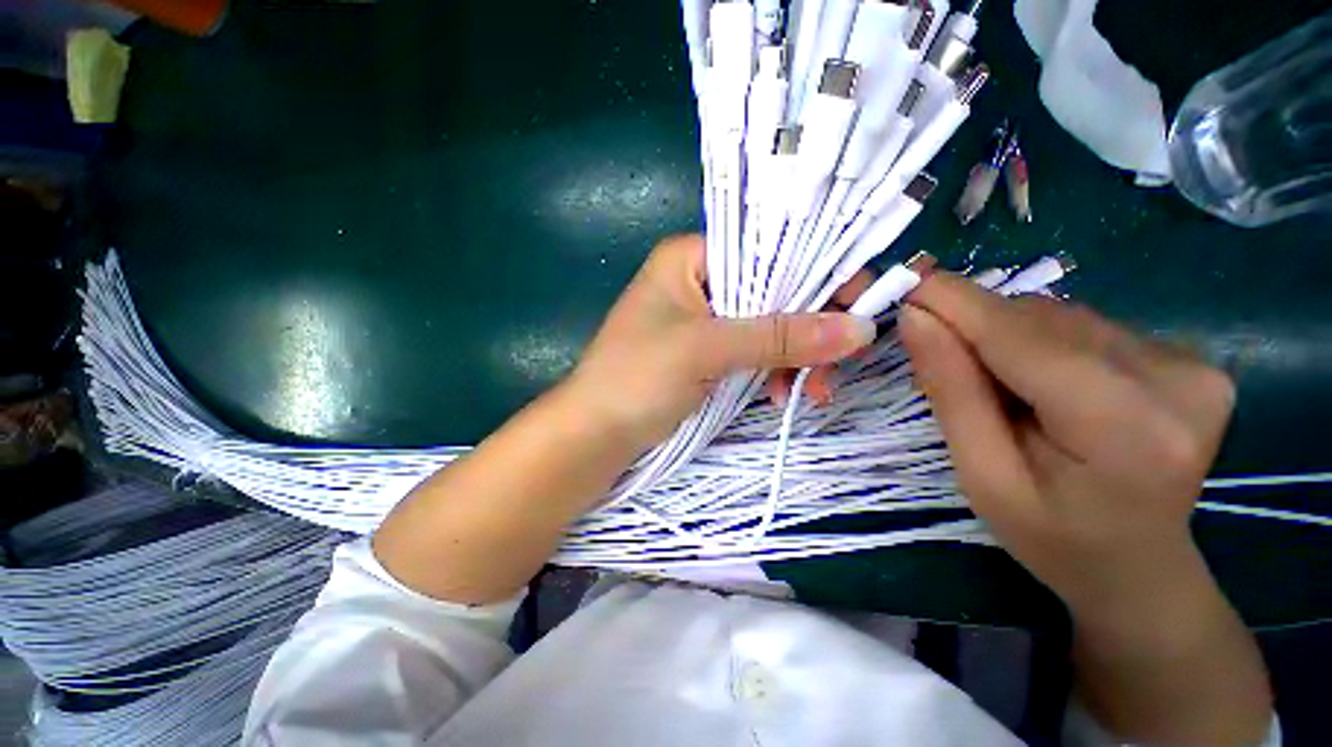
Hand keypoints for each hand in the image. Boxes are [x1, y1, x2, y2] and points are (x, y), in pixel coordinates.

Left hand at [566, 234, 875, 454]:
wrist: (594, 435)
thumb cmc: (636, 379)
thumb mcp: (706, 349)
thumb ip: (779, 336)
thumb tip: (859, 328)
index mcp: (690, 259)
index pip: (768, 250)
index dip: (817, 274)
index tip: (859, 306)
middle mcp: (700, 282)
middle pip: (773, 292)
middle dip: (808, 329)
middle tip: (839, 364)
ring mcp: (704, 321)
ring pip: (767, 328)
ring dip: (794, 359)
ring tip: (812, 392)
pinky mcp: (706, 355)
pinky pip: (753, 354)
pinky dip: (773, 373)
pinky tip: (781, 394)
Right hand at [897, 272, 1234, 607]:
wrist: (1138, 568)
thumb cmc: (1051, 537)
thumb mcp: (981, 475)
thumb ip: (952, 391)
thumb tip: (916, 317)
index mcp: (1125, 427)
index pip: (1024, 338)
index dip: (957, 304)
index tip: (904, 286)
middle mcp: (1175, 379)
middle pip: (1044, 320)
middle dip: (978, 327)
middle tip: (937, 353)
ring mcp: (1193, 364)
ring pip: (1063, 316)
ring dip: (1009, 335)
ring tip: (996, 383)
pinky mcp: (1191, 357)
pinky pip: (1087, 326)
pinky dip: (1043, 342)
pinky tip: (1041, 382)